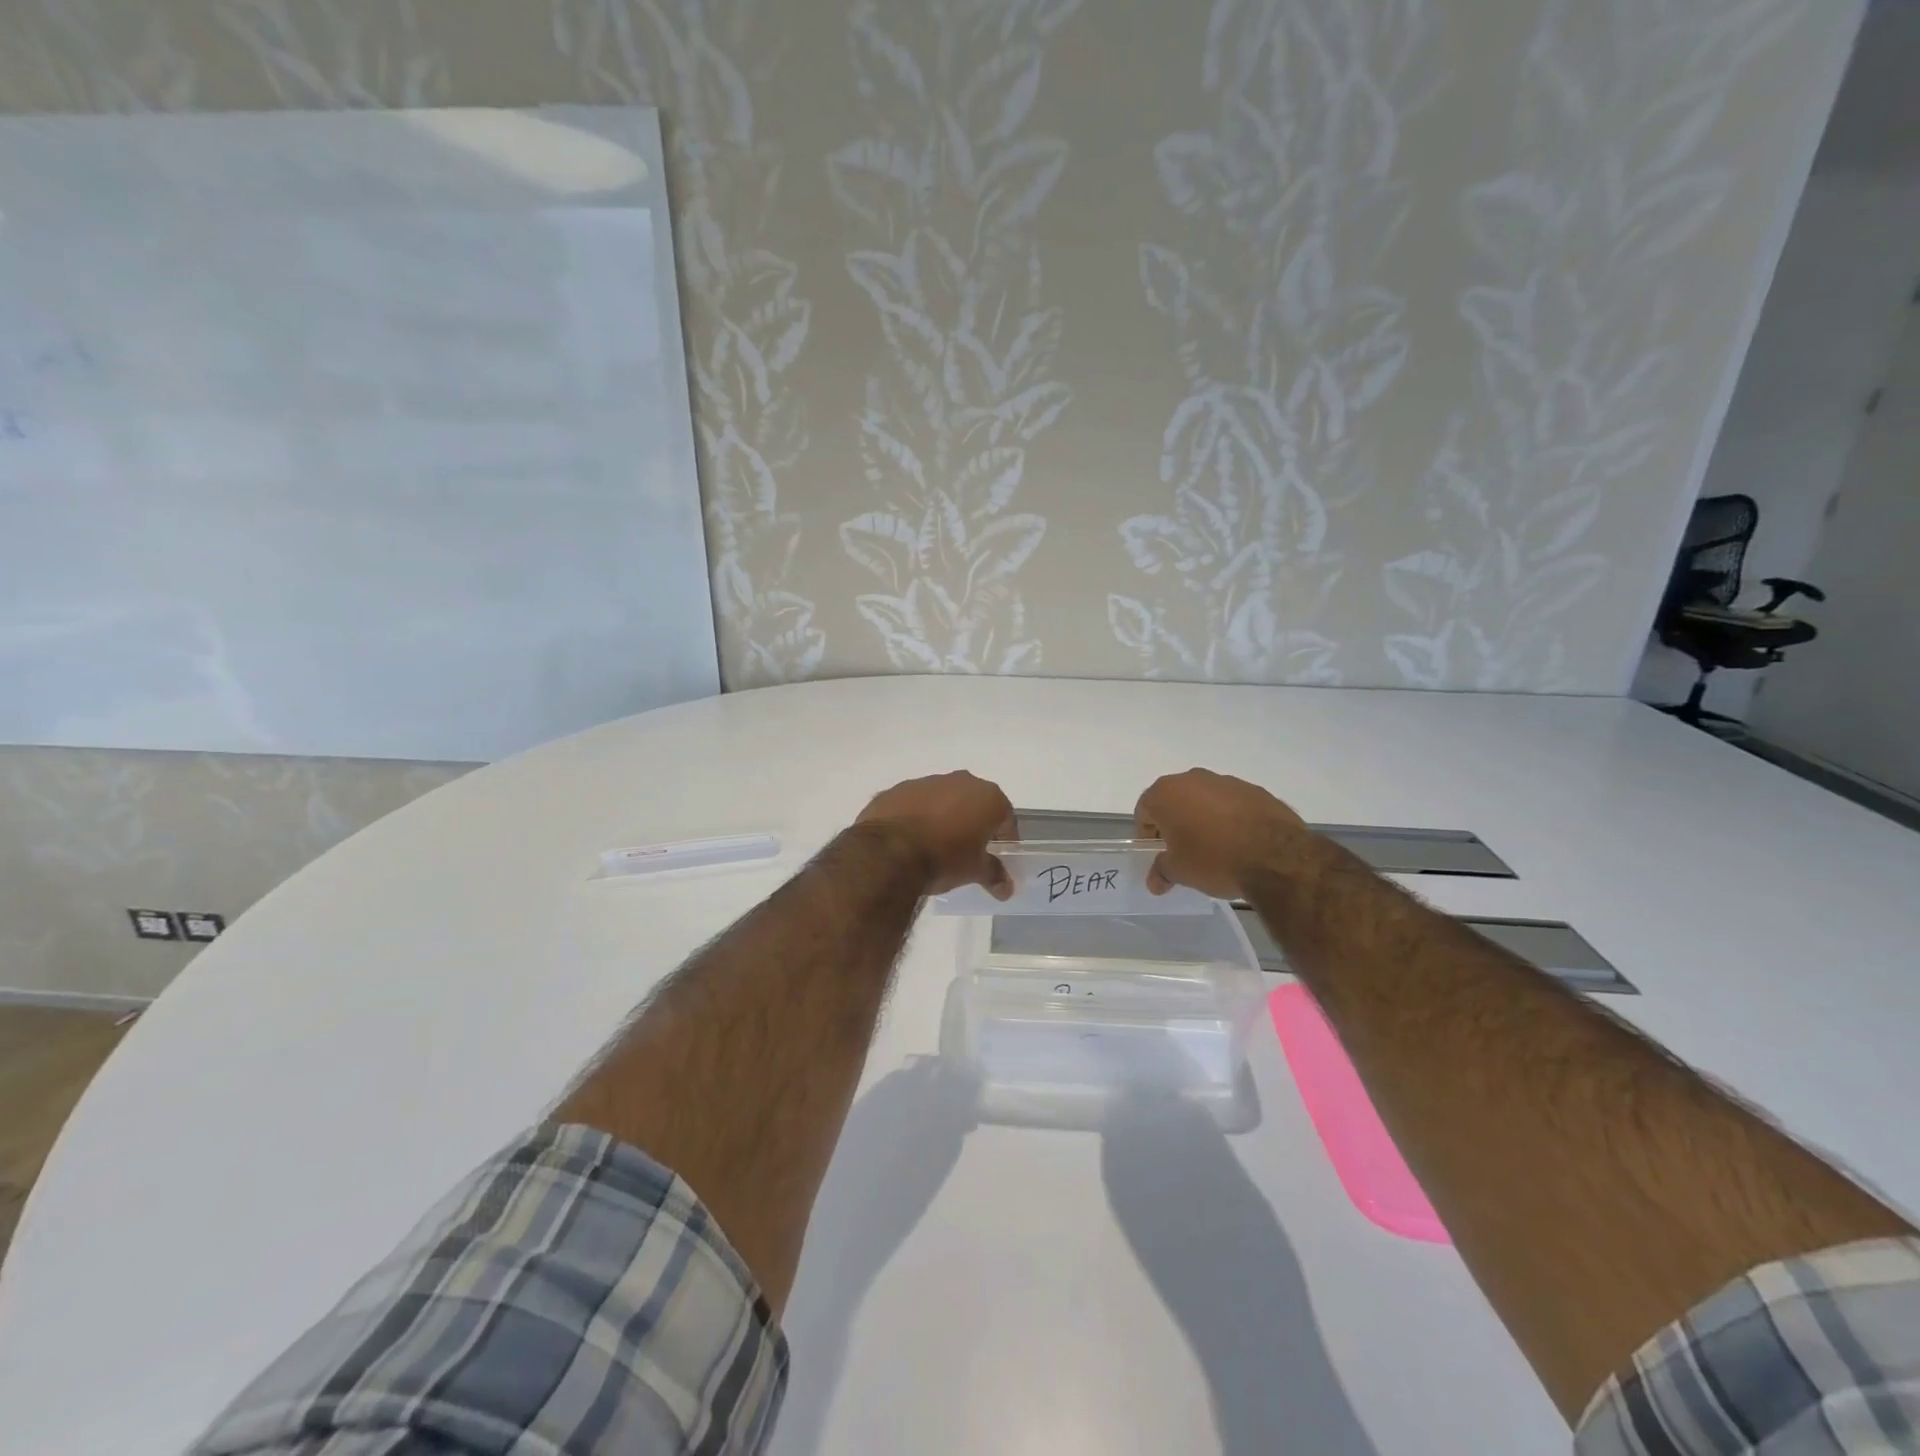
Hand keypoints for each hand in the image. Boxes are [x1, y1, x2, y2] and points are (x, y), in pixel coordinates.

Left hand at [856, 771, 1016, 898]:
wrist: (887, 853)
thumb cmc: (943, 858)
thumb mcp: (974, 871)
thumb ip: (994, 874)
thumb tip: (1007, 889)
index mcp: (987, 796)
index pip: (1005, 818)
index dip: (1004, 839)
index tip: (997, 857)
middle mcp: (960, 781)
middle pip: (974, 803)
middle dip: (973, 824)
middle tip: (968, 851)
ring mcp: (926, 782)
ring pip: (943, 799)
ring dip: (944, 817)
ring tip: (935, 846)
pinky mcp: (897, 789)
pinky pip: (915, 803)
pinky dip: (917, 816)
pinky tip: (910, 839)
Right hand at [1134, 768, 1310, 898]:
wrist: (1276, 856)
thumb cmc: (1214, 859)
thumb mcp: (1179, 872)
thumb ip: (1161, 871)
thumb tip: (1154, 881)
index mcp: (1166, 793)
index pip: (1145, 811)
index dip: (1147, 834)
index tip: (1158, 854)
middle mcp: (1193, 779)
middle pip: (1174, 800)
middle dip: (1175, 823)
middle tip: (1183, 851)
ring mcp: (1226, 781)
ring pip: (1204, 799)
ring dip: (1203, 819)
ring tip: (1215, 848)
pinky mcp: (1255, 790)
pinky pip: (1232, 803)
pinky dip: (1230, 818)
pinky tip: (1240, 842)